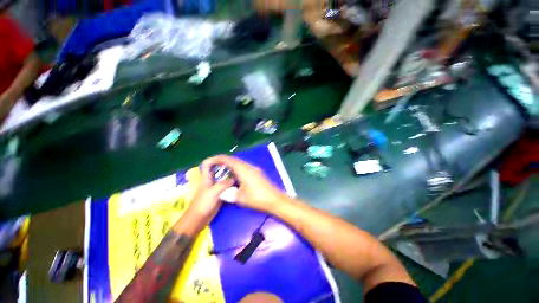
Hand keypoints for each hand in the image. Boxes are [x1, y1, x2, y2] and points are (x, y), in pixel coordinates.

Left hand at [185, 162, 234, 224]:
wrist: (199, 219)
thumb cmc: (203, 204)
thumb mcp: (214, 192)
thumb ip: (224, 184)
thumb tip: (235, 178)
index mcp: (206, 177)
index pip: (207, 163)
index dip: (214, 159)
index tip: (225, 158)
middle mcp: (210, 180)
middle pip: (217, 169)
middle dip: (225, 166)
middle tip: (236, 165)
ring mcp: (214, 187)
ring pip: (222, 177)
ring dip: (229, 174)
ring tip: (239, 172)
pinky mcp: (218, 193)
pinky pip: (225, 185)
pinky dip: (230, 183)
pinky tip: (237, 183)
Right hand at [203, 155, 289, 212]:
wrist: (274, 199)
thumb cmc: (257, 198)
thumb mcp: (240, 198)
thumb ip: (229, 194)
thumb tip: (223, 193)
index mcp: (243, 170)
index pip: (229, 160)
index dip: (219, 159)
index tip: (211, 160)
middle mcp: (249, 167)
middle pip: (235, 160)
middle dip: (225, 161)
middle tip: (216, 166)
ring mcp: (254, 169)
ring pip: (240, 163)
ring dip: (232, 165)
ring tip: (223, 171)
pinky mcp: (258, 173)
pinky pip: (245, 167)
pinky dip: (238, 169)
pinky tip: (235, 176)